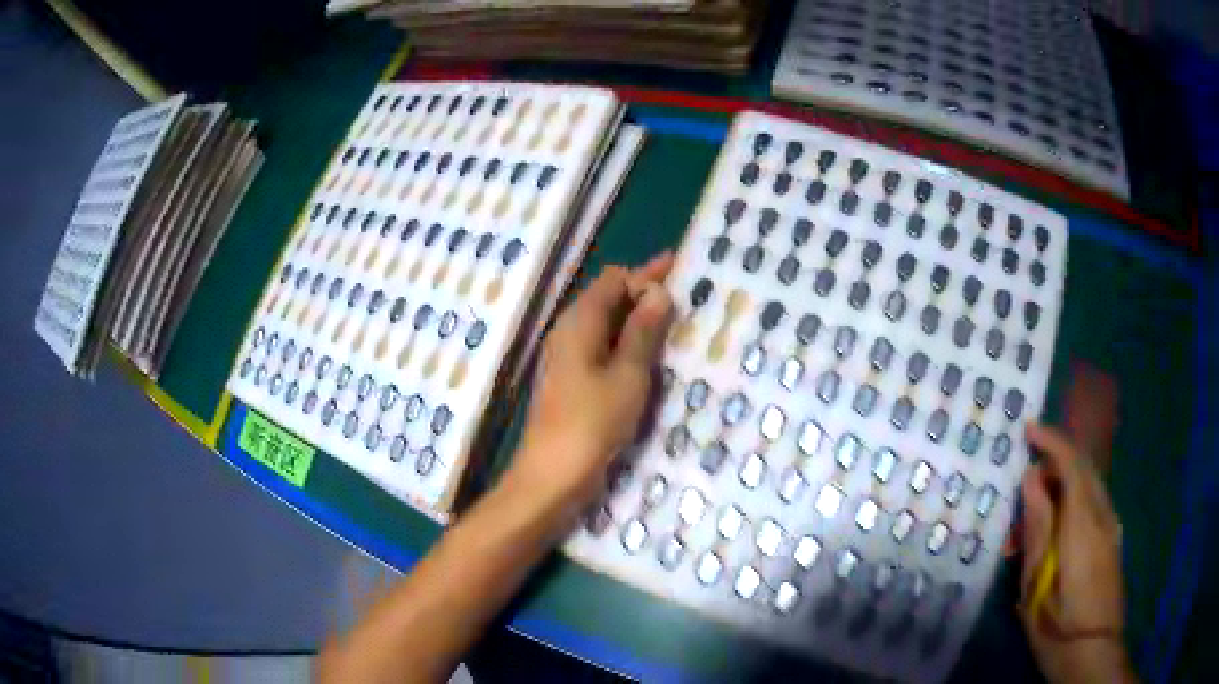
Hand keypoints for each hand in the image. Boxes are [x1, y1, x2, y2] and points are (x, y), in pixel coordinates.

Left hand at [510, 254, 674, 511]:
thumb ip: (643, 331)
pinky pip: (604, 349)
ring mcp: (568, 358)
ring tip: (676, 324)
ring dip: (638, 321)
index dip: (646, 273)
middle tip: (685, 296)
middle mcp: (570, 332)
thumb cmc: (593, 422)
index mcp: (580, 322)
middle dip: (645, 294)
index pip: (614, 279)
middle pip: (609, 299)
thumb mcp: (627, 374)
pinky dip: (628, 345)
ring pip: (607, 325)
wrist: (553, 475)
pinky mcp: (573, 381)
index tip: (680, 271)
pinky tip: (652, 357)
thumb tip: (658, 290)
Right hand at [1019, 422, 1135, 682]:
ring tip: (1039, 500)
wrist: (1093, 650)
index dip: (1051, 439)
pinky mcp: (1113, 540)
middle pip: (1085, 467)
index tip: (1028, 428)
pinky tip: (1060, 522)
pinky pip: (1095, 502)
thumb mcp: (1037, 582)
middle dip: (1058, 455)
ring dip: (1066, 478)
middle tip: (1029, 463)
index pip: (1072, 462)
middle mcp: (1103, 513)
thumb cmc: (1058, 622)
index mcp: (1083, 521)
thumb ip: (1037, 526)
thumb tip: (1031, 478)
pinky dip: (1076, 497)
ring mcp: (1112, 526)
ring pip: (1091, 484)